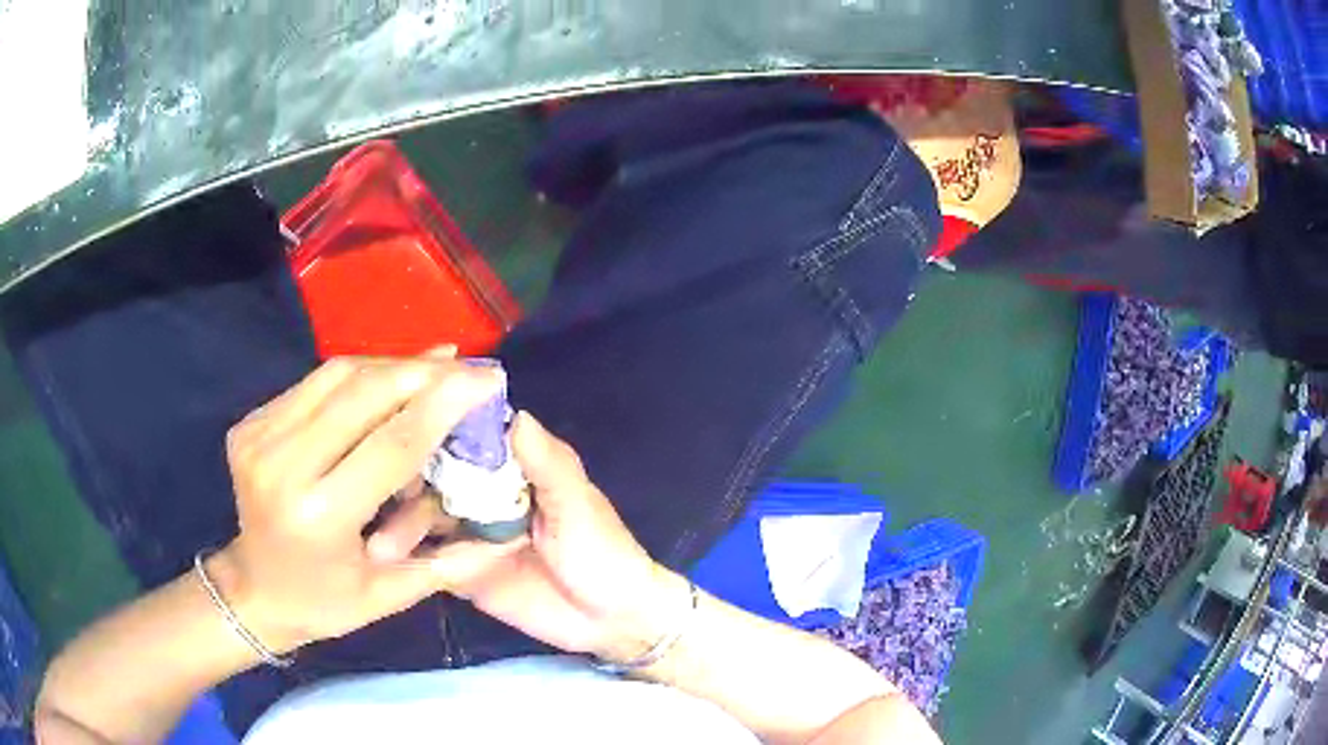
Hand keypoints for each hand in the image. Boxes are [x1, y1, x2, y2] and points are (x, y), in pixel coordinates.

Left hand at [209, 349, 501, 652]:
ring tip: (435, 363)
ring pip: (335, 375)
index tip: (486, 379)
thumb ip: (447, 564)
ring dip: (391, 365)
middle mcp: (283, 466)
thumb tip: (509, 537)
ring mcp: (259, 437)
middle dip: (422, 372)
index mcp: (320, 517)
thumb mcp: (387, 596)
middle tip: (466, 365)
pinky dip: (358, 374)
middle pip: (362, 394)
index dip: (442, 405)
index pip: (390, 445)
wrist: (253, 590)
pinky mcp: (250, 423)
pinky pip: (313, 384)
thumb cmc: (323, 603)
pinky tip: (387, 378)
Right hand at [370, 412, 690, 663]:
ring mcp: (468, 534)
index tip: (400, 426)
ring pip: (425, 518)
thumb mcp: (578, 506)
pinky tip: (382, 561)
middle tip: (375, 490)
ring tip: (380, 543)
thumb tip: (514, 415)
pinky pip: (429, 560)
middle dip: (406, 481)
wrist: (611, 621)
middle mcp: (483, 494)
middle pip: (435, 476)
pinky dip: (407, 559)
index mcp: (513, 468)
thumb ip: (548, 465)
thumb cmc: (603, 553)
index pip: (467, 438)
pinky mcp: (461, 572)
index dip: (435, 428)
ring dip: (402, 525)